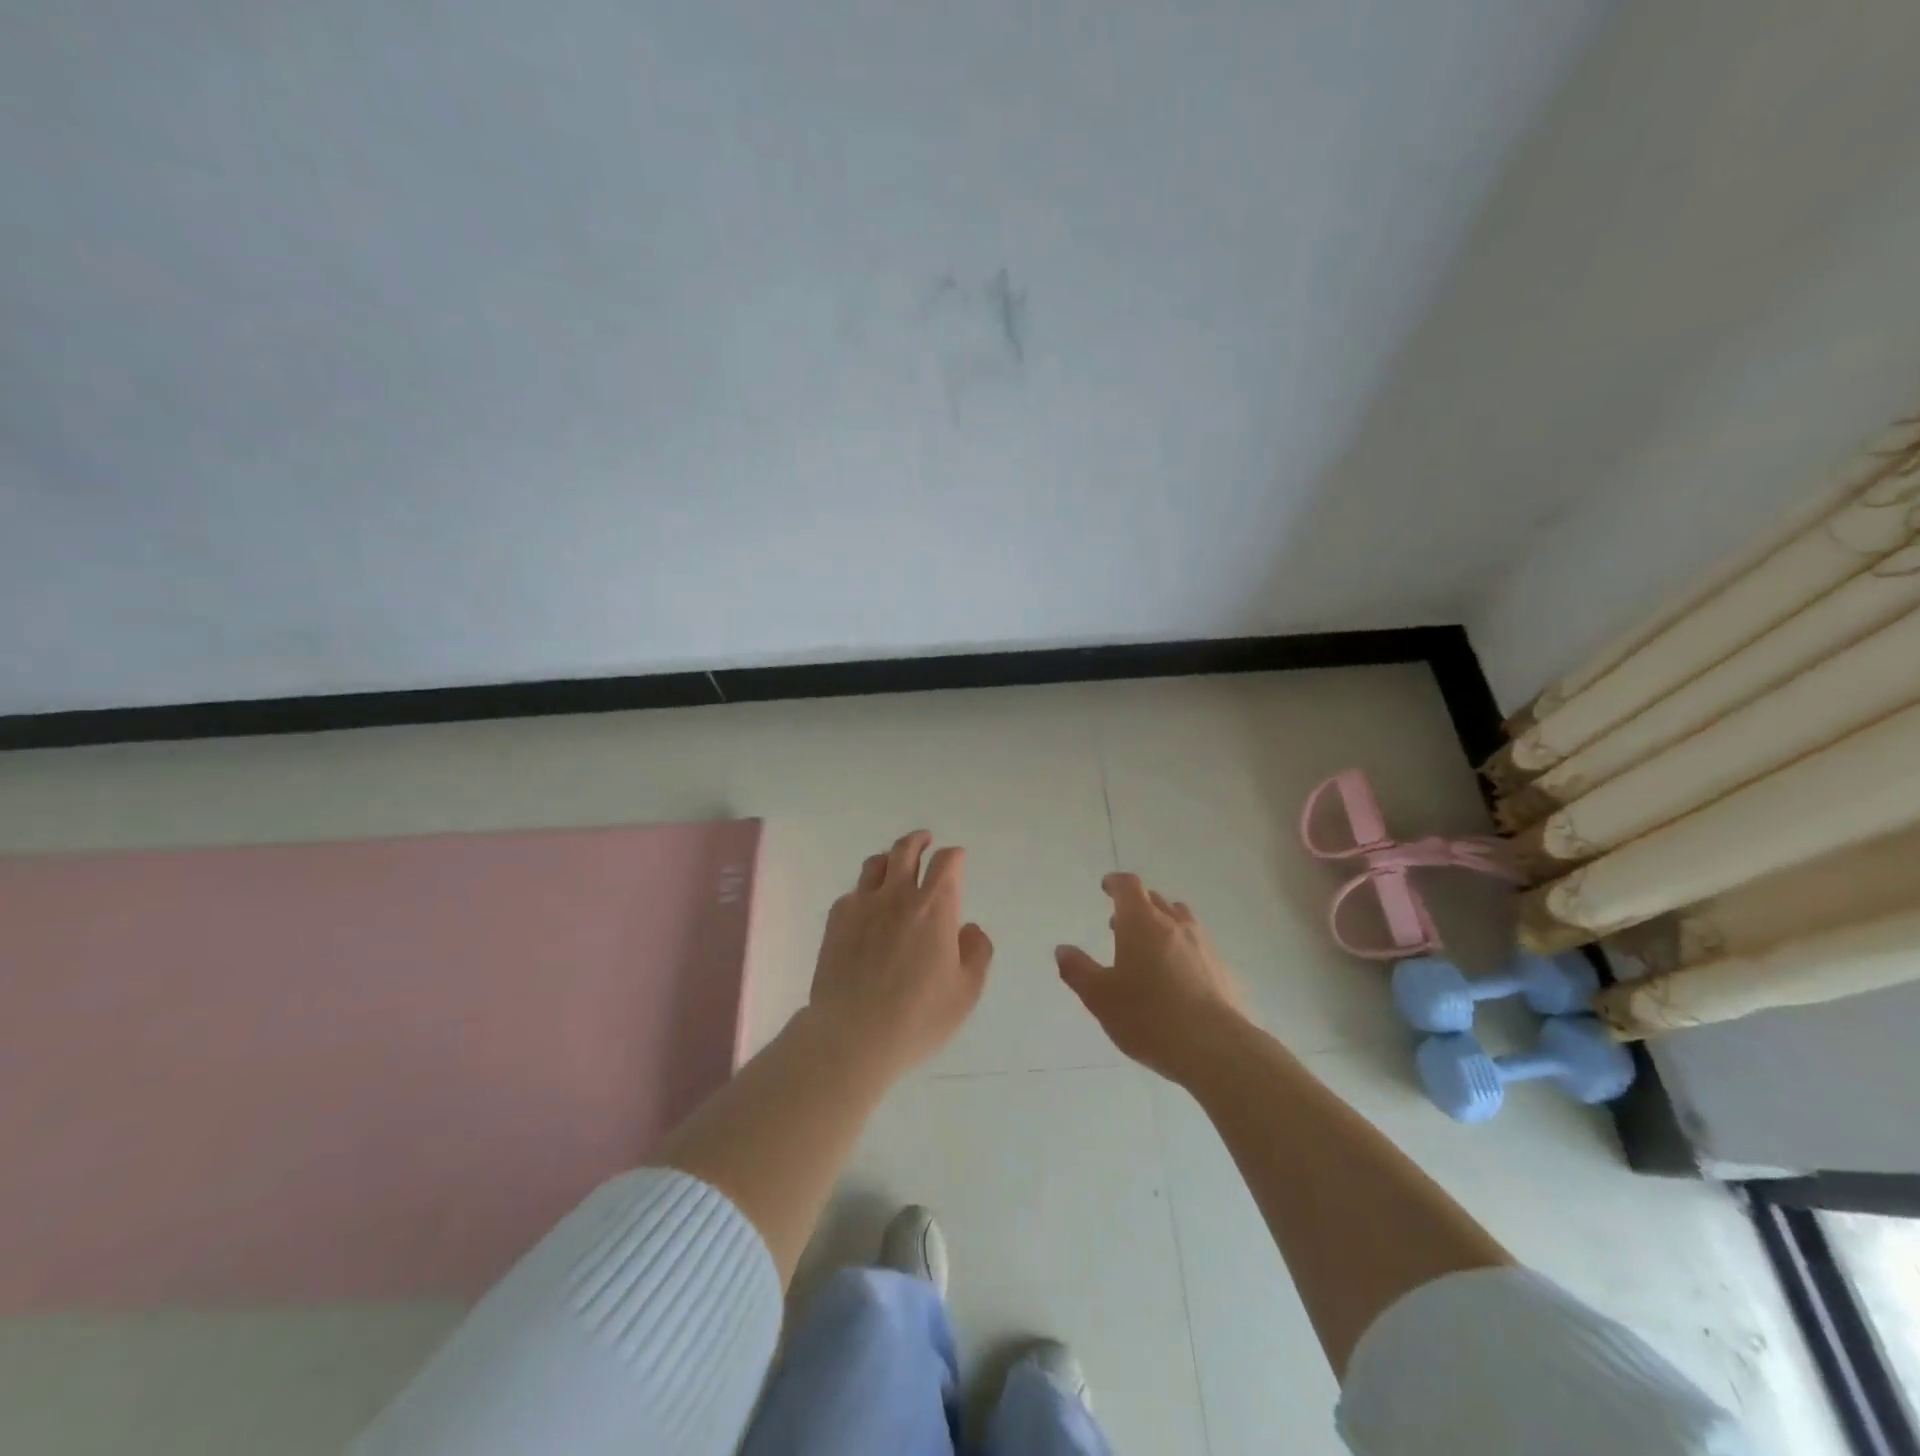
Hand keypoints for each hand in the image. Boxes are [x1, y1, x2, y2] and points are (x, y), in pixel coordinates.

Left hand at [806, 830, 993, 1077]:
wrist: (853, 1035)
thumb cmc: (918, 1017)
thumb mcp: (966, 992)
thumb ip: (977, 953)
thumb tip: (968, 928)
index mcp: (935, 907)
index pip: (948, 862)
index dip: (955, 856)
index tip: (957, 859)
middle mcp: (898, 895)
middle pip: (907, 850)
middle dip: (919, 841)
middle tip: (925, 841)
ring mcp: (863, 904)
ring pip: (876, 864)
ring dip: (890, 859)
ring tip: (894, 866)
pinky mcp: (836, 920)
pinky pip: (853, 893)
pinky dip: (865, 892)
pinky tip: (867, 909)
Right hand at [1056, 873, 1245, 1084]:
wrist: (1215, 1047)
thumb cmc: (1148, 1016)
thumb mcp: (1100, 997)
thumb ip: (1078, 970)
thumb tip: (1063, 950)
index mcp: (1141, 922)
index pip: (1129, 886)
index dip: (1116, 883)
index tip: (1107, 886)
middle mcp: (1174, 924)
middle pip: (1155, 900)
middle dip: (1136, 905)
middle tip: (1120, 923)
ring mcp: (1203, 945)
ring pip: (1181, 920)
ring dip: (1162, 924)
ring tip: (1150, 946)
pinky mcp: (1223, 969)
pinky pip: (1198, 947)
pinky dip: (1183, 949)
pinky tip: (1178, 976)